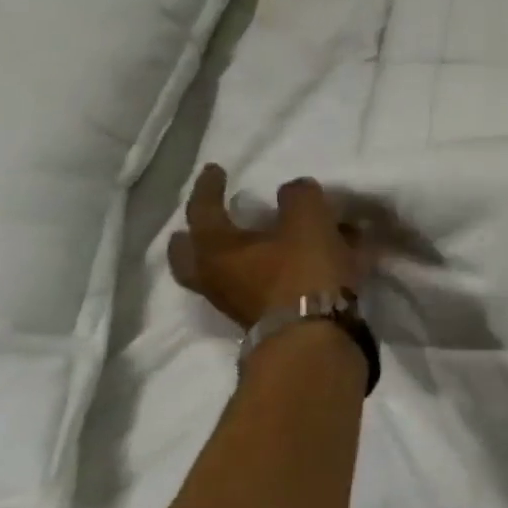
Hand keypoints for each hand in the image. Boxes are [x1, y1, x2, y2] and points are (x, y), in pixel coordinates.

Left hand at [167, 165, 366, 329]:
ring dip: (238, 257)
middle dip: (194, 237)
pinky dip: (274, 273)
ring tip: (260, 243)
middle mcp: (218, 278)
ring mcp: (240, 304)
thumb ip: (299, 196)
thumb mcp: (307, 220)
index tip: (215, 169)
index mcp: (216, 249)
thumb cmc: (302, 272)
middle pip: (191, 256)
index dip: (210, 187)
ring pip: (228, 274)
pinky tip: (298, 266)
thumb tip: (294, 190)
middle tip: (199, 225)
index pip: (204, 210)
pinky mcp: (268, 320)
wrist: (315, 337)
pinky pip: (264, 287)